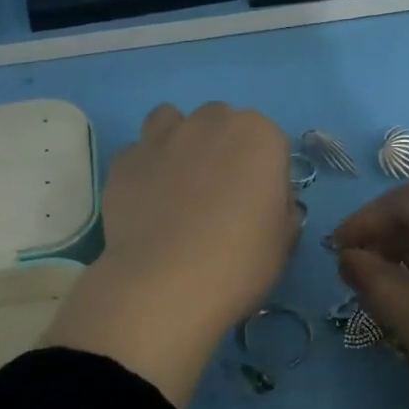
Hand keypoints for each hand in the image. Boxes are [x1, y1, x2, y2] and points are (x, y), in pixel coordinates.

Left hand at [42, 103, 295, 408]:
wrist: (166, 285)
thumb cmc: (240, 263)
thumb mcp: (284, 241)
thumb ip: (280, 208)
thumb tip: (268, 202)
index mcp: (259, 135)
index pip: (268, 141)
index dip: (262, 173)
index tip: (256, 205)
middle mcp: (209, 122)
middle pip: (218, 123)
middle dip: (219, 149)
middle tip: (215, 195)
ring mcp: (161, 138)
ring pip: (170, 122)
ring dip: (176, 142)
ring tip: (175, 185)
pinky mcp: (124, 161)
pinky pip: (136, 155)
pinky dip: (142, 171)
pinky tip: (144, 204)